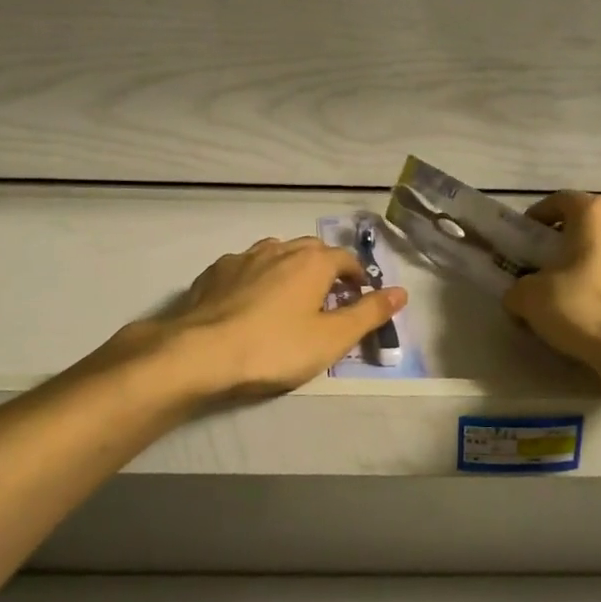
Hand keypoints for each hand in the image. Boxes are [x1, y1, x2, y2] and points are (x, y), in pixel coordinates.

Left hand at [100, 237, 407, 401]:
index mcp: (312, 261)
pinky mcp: (213, 273)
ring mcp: (242, 258)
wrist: (198, 353)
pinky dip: (257, 279)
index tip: (361, 299)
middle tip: (329, 301)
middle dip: (326, 270)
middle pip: (312, 251)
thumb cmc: (274, 347)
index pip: (346, 259)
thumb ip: (369, 314)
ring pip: (276, 254)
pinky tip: (250, 303)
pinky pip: (246, 268)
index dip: (358, 278)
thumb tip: (402, 292)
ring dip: (290, 270)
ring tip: (290, 300)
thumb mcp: (332, 339)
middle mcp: (279, 248)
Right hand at [502, 191, 600, 368]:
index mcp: (596, 213)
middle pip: (594, 225)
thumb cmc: (581, 307)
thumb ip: (518, 288)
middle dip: (573, 242)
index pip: (561, 201)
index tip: (528, 237)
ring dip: (600, 263)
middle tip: (553, 267)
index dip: (540, 216)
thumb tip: (520, 295)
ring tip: (583, 292)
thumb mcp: (529, 298)